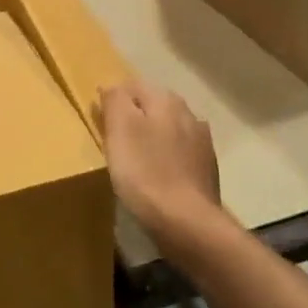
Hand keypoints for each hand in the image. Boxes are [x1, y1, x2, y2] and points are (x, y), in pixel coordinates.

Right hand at [99, 81, 224, 247]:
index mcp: (166, 100)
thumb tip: (112, 86)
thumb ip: (115, 100)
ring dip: (153, 137)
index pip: (133, 85)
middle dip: (135, 117)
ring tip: (136, 159)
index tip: (100, 121)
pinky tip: (158, 175)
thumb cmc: (145, 172)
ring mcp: (202, 142)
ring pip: (169, 129)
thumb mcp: (119, 129)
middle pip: (153, 106)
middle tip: (114, 140)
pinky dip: (167, 158)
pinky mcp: (207, 169)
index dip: (113, 100)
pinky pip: (180, 154)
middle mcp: (189, 113)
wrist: (187, 222)